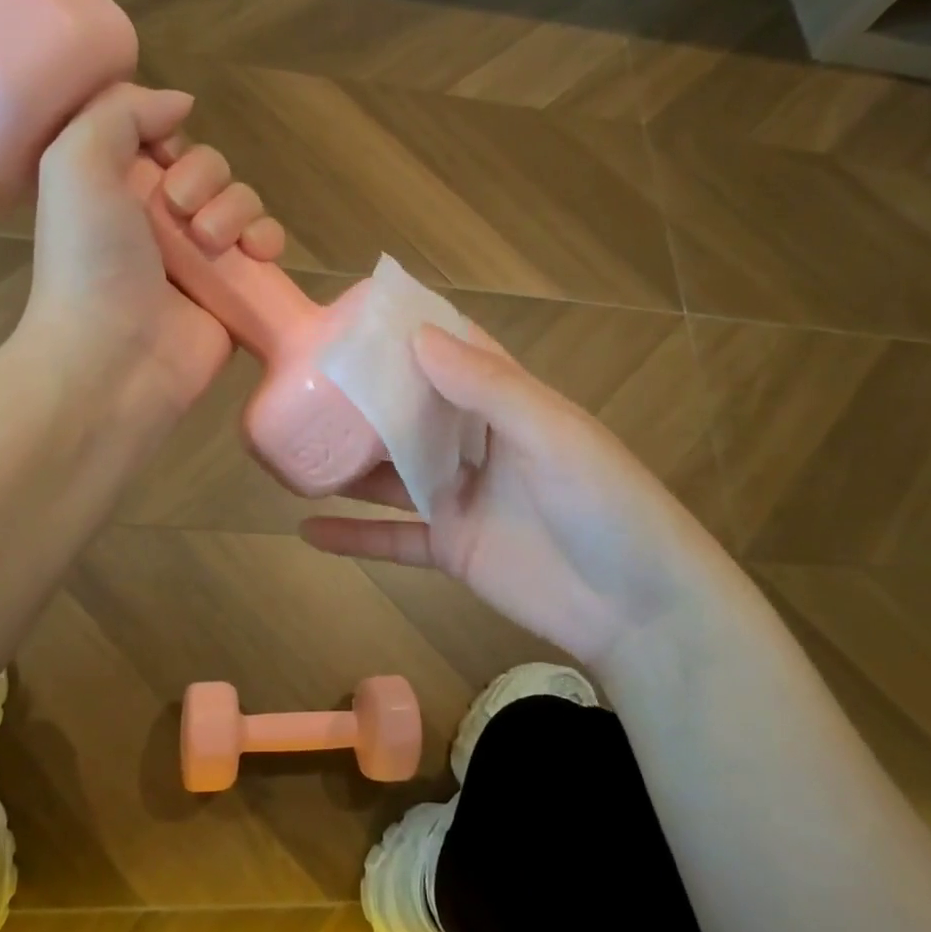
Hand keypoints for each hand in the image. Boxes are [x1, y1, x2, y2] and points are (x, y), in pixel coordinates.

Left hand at [22, 83, 284, 424]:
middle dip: (205, 179)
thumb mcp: (75, 163)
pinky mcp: (235, 290)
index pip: (165, 141)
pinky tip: (256, 254)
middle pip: (211, 168)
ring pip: (243, 202)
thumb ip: (120, 112)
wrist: (114, 357)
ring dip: (235, 210)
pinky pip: (266, 246)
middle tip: (180, 213)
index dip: (171, 140)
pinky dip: (268, 241)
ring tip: (211, 244)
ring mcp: (201, 259)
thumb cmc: (89, 260)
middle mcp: (160, 221)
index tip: (162, 158)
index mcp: (118, 190)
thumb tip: (180, 103)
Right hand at [301, 328, 732, 665]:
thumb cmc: (604, 505)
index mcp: (506, 404)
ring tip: (292, 448)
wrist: (638, 609)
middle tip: (300, 382)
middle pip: (411, 412)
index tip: (352, 322)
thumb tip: (417, 337)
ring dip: (348, 465)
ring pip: (392, 473)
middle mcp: (477, 444)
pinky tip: (305, 530)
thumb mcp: (550, 434)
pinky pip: (392, 537)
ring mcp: (460, 497)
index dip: (407, 336)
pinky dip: (353, 536)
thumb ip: (486, 387)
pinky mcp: (451, 547)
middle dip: (363, 399)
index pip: (451, 355)